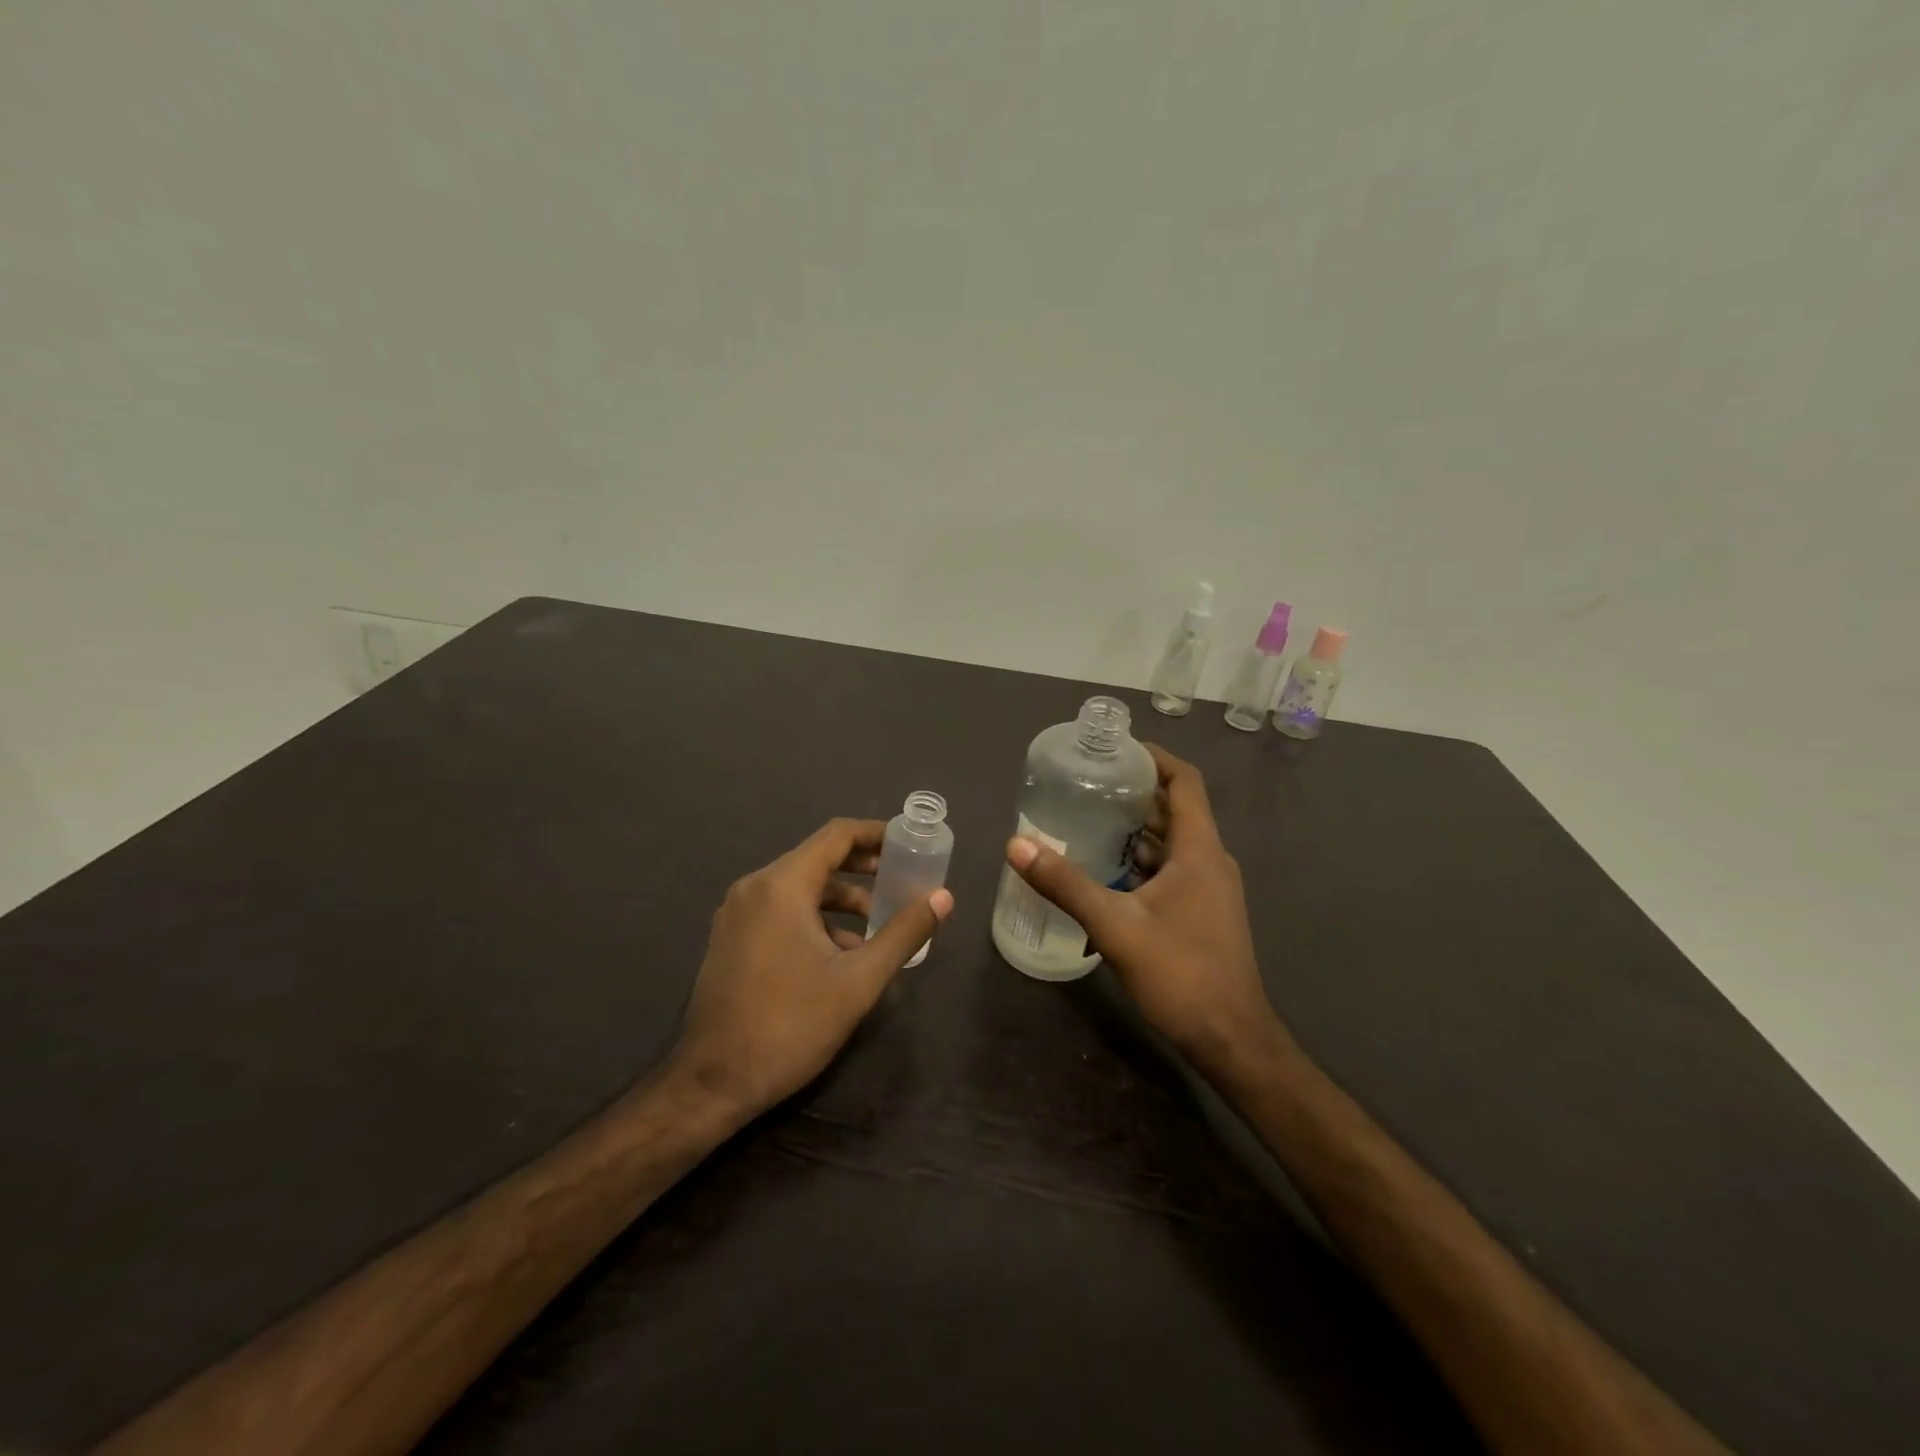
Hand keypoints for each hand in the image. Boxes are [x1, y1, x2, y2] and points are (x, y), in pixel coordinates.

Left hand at [669, 817, 952, 1119]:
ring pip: (798, 887)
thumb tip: (944, 897)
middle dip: (862, 867)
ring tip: (878, 923)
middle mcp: (754, 887)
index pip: (836, 835)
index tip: (909, 843)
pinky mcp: (730, 938)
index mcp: (782, 885)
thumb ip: (903, 933)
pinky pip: (780, 909)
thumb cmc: (789, 1025)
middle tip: (901, 879)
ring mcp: (737, 913)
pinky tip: (840, 951)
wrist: (711, 1083)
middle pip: (817, 858)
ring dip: (840, 898)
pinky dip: (814, 916)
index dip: (876, 834)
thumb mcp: (858, 981)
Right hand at [1004, 745, 1288, 1082]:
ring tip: (1083, 821)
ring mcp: (1207, 888)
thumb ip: (1065, 884)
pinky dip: (1137, 863)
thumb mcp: (1115, 926)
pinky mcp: (1201, 911)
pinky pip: (1168, 871)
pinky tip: (1101, 873)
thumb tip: (1016, 845)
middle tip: (1084, 784)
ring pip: (1168, 843)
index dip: (1153, 757)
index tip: (1114, 749)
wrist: (1230, 1039)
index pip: (1184, 781)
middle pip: (1173, 809)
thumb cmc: (1181, 974)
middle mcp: (1208, 860)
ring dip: (1131, 831)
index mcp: (1199, 850)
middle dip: (1131, 793)